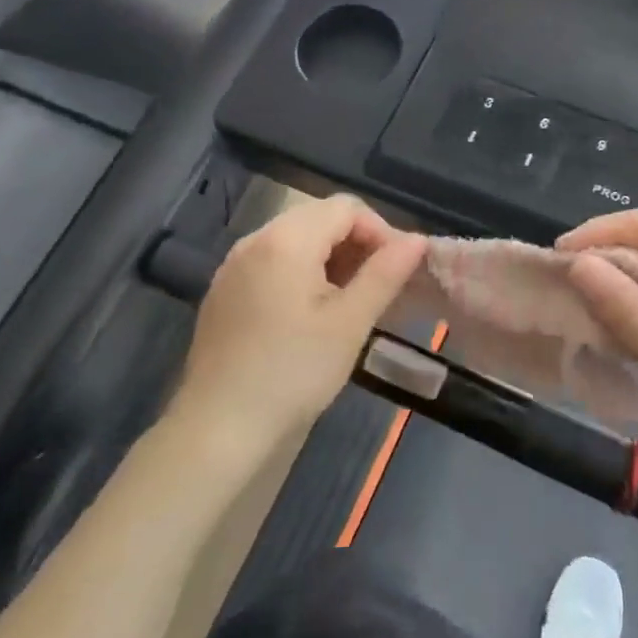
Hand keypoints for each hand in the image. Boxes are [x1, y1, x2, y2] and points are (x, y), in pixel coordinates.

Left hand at [174, 196, 426, 458]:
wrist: (218, 429)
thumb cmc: (293, 373)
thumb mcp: (350, 323)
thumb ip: (385, 274)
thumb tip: (418, 240)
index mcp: (286, 239)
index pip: (346, 207)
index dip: (381, 232)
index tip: (398, 273)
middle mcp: (255, 239)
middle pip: (319, 218)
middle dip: (357, 244)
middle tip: (379, 288)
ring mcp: (234, 265)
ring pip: (296, 240)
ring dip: (331, 260)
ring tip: (351, 303)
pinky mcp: (224, 291)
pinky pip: (272, 263)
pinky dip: (302, 274)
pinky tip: (312, 314)